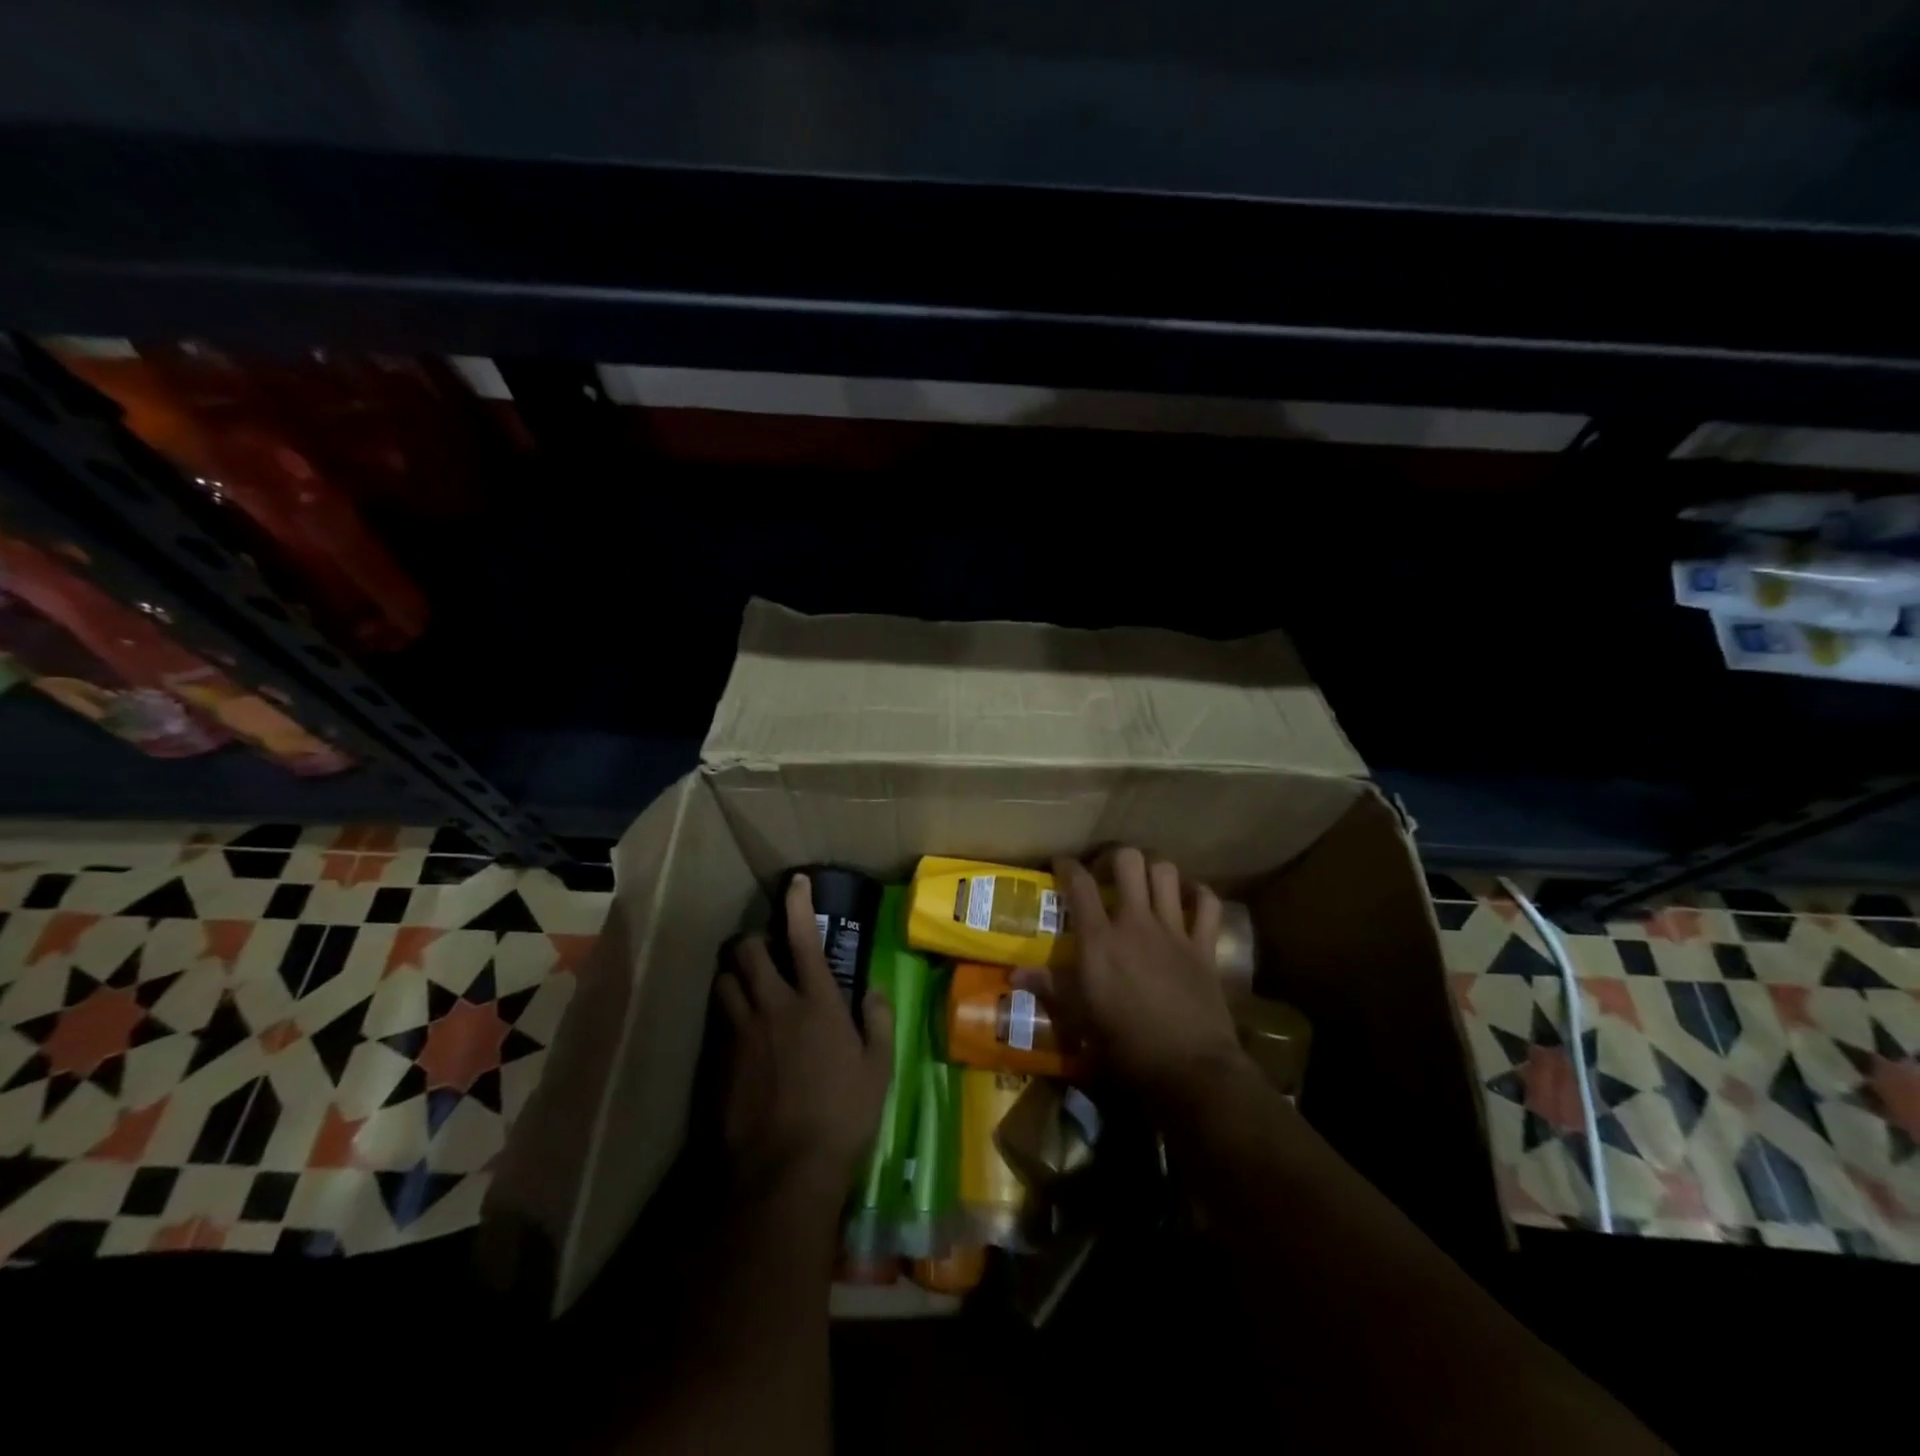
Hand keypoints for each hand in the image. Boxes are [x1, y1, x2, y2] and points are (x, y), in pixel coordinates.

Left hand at [713, 875, 894, 1204]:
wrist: (782, 1171)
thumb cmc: (842, 1116)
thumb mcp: (878, 1069)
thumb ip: (879, 1022)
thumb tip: (873, 991)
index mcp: (816, 1001)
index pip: (803, 937)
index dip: (798, 904)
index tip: (796, 882)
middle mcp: (774, 1004)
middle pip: (748, 949)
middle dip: (754, 940)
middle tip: (767, 952)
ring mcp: (741, 1031)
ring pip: (725, 978)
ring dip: (735, 973)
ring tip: (748, 985)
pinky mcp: (718, 1059)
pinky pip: (718, 1017)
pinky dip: (727, 1009)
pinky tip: (739, 1028)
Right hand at [1047, 848, 1247, 1106]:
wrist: (1188, 1069)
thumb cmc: (1124, 1046)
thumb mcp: (1078, 1018)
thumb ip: (1048, 987)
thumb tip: (1013, 974)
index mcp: (1099, 940)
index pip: (1078, 883)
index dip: (1066, 865)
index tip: (1061, 864)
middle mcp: (1135, 923)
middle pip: (1128, 860)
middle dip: (1114, 857)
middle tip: (1106, 872)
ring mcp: (1173, 931)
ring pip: (1166, 872)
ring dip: (1153, 870)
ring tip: (1144, 882)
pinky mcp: (1203, 946)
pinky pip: (1208, 903)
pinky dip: (1198, 894)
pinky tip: (1187, 899)